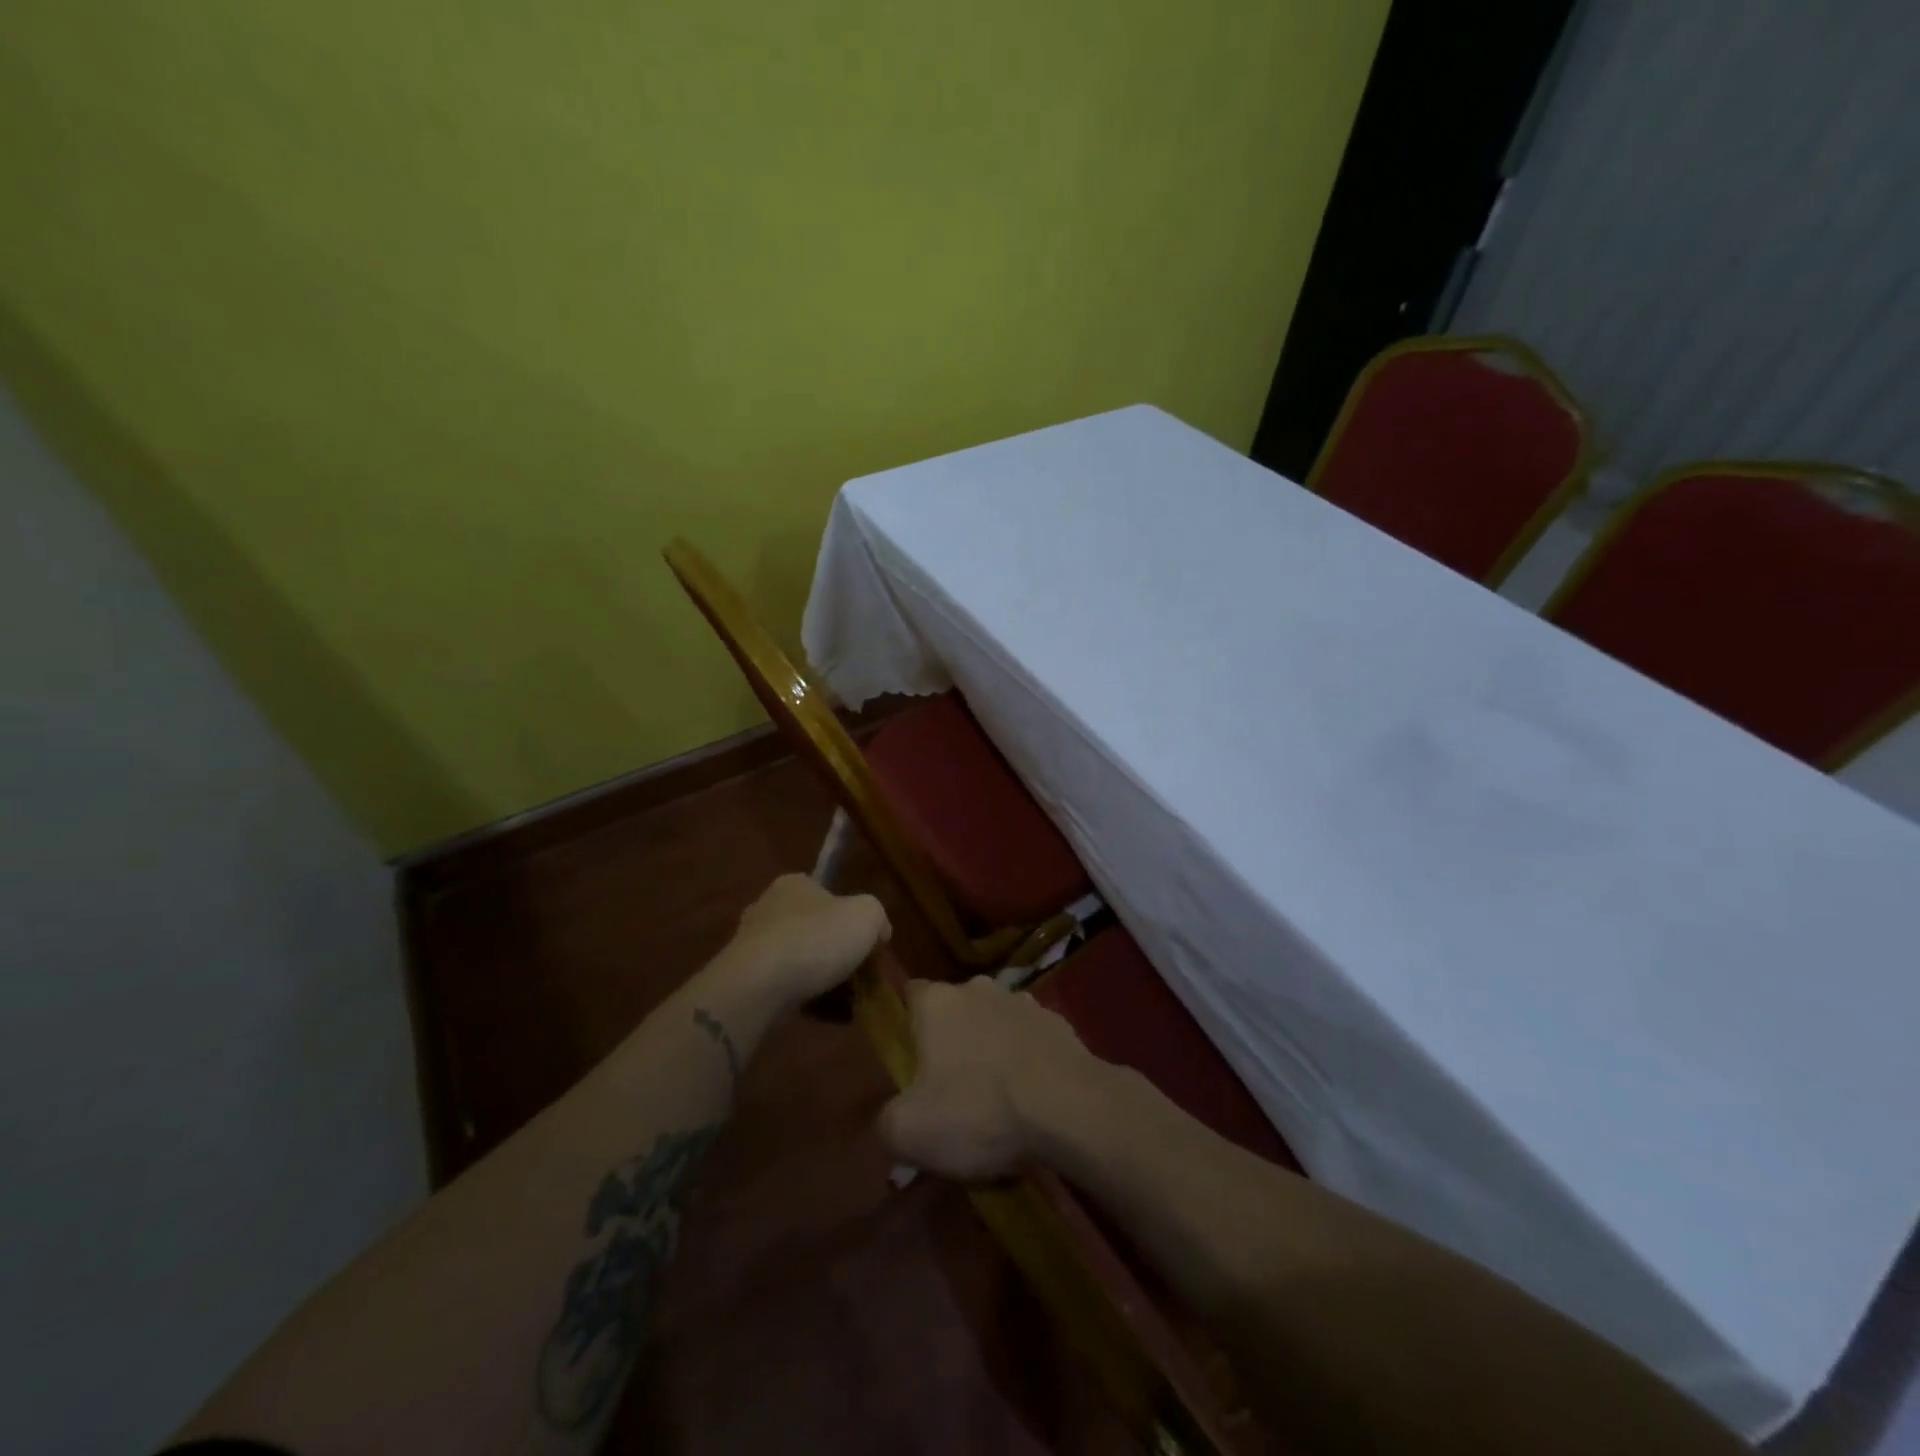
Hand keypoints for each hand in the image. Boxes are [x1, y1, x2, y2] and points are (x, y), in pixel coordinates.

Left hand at [719, 874, 889, 1016]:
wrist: (760, 987)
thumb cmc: (816, 939)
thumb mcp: (867, 915)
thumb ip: (877, 917)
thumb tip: (878, 933)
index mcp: (794, 884)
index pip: (829, 895)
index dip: (852, 918)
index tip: (869, 944)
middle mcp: (768, 908)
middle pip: (814, 929)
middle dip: (837, 951)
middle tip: (861, 975)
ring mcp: (753, 946)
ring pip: (801, 960)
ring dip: (823, 978)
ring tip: (850, 1001)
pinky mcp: (746, 981)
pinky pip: (786, 988)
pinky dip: (807, 999)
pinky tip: (828, 1016)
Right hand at [879, 976, 1103, 1180]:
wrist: (1069, 1108)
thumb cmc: (979, 1111)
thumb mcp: (910, 1132)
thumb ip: (886, 1121)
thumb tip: (890, 1118)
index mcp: (937, 1002)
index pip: (910, 994)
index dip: (905, 1024)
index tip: (908, 1058)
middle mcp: (978, 988)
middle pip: (954, 1009)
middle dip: (950, 1040)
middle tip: (950, 1088)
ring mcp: (1022, 1002)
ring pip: (994, 1022)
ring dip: (991, 1049)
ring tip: (996, 1099)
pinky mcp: (1058, 1023)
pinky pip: (1030, 1040)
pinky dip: (1026, 1060)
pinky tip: (1031, 1099)